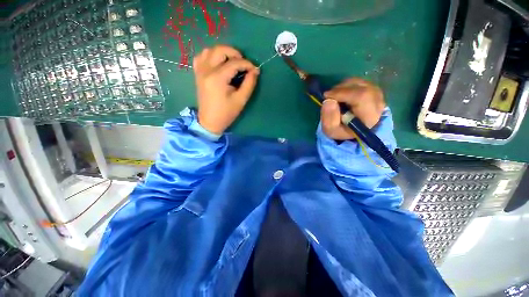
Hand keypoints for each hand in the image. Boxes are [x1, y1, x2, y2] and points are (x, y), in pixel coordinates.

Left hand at [193, 45, 259, 134]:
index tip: (255, 70)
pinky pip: (201, 57)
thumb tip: (255, 71)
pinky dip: (211, 55)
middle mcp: (206, 70)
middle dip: (234, 53)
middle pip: (220, 50)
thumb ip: (249, 84)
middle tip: (243, 63)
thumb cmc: (226, 113)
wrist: (210, 121)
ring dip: (222, 52)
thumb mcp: (241, 100)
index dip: (247, 64)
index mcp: (217, 78)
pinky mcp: (197, 74)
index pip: (234, 63)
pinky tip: (218, 63)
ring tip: (232, 62)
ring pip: (209, 50)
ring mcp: (200, 71)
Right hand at [321, 78, 385, 139]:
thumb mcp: (331, 130)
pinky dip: (347, 85)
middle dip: (341, 89)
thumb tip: (328, 101)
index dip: (342, 93)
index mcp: (369, 118)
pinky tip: (341, 93)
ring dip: (343, 86)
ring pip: (360, 82)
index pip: (361, 97)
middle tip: (329, 96)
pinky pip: (360, 82)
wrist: (352, 130)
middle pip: (362, 87)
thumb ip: (329, 118)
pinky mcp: (374, 90)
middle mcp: (378, 104)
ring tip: (334, 96)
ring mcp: (378, 95)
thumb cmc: (341, 130)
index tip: (327, 96)